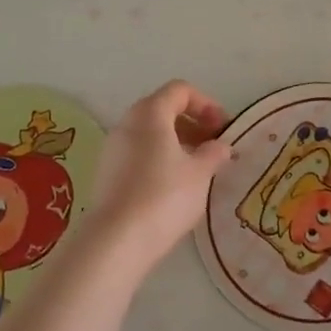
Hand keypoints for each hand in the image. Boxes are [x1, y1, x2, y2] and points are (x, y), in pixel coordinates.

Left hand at [82, 81, 232, 272]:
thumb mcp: (200, 174)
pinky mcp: (107, 173)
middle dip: (192, 123)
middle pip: (163, 109)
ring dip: (176, 143)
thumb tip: (221, 146)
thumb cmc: (165, 196)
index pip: (180, 90)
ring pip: (149, 133)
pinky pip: (138, 153)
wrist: (116, 240)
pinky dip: (159, 159)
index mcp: (150, 113)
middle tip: (213, 147)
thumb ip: (214, 153)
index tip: (223, 128)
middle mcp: (127, 123)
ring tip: (197, 169)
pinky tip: (174, 186)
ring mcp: (113, 148)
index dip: (206, 103)